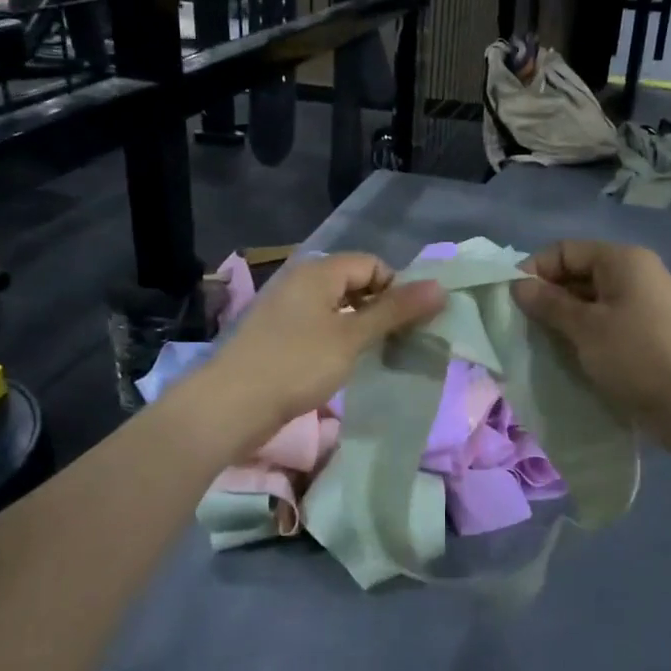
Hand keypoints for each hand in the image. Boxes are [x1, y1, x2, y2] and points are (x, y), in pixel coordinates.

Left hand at [201, 253, 445, 434]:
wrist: (229, 405)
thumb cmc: (296, 364)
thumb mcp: (352, 337)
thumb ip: (395, 310)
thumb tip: (440, 286)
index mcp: (318, 271)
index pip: (373, 264)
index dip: (397, 289)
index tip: (409, 325)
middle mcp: (301, 281)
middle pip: (355, 283)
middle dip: (381, 310)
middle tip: (399, 343)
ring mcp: (285, 308)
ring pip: (337, 308)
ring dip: (361, 328)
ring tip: (376, 357)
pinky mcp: (277, 335)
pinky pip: (319, 327)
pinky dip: (338, 341)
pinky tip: (343, 366)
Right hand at [512, 241, 670, 442]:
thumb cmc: (638, 355)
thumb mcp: (586, 328)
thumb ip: (549, 304)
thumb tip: (519, 285)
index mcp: (622, 260)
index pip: (565, 250)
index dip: (535, 270)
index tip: (512, 302)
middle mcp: (634, 276)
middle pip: (578, 275)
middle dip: (547, 298)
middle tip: (522, 328)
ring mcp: (643, 308)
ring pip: (590, 305)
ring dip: (563, 322)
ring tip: (541, 347)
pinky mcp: (647, 338)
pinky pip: (605, 327)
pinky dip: (584, 339)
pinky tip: (568, 360)